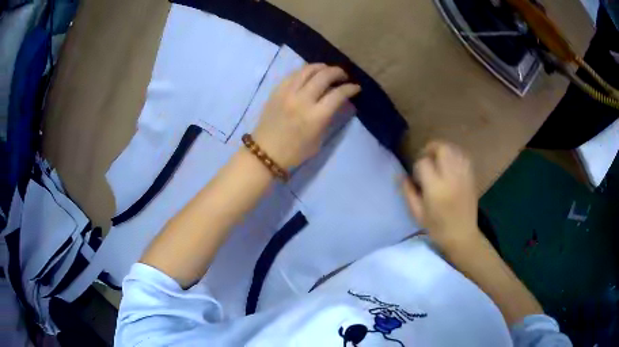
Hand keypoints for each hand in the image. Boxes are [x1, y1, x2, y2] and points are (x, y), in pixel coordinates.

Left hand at [252, 64, 360, 168]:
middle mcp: (302, 100)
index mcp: (315, 116)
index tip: (356, 87)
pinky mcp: (276, 91)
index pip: (338, 94)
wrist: (265, 152)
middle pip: (324, 76)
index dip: (350, 88)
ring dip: (321, 67)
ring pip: (307, 70)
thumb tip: (337, 101)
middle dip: (338, 72)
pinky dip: (305, 71)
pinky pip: (293, 74)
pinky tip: (310, 74)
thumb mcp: (319, 139)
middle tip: (343, 76)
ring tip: (327, 70)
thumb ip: (328, 118)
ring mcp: (287, 93)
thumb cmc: (295, 152)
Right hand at [403, 141, 480, 250]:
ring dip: (443, 151)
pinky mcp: (471, 177)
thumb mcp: (417, 213)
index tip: (417, 176)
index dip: (417, 165)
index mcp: (435, 188)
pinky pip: (463, 157)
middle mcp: (451, 178)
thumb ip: (408, 192)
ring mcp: (463, 176)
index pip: (423, 163)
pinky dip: (455, 155)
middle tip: (426, 159)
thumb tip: (400, 175)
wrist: (462, 236)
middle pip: (442, 149)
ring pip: (454, 150)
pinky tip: (450, 164)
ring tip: (438, 161)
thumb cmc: (437, 228)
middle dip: (431, 149)